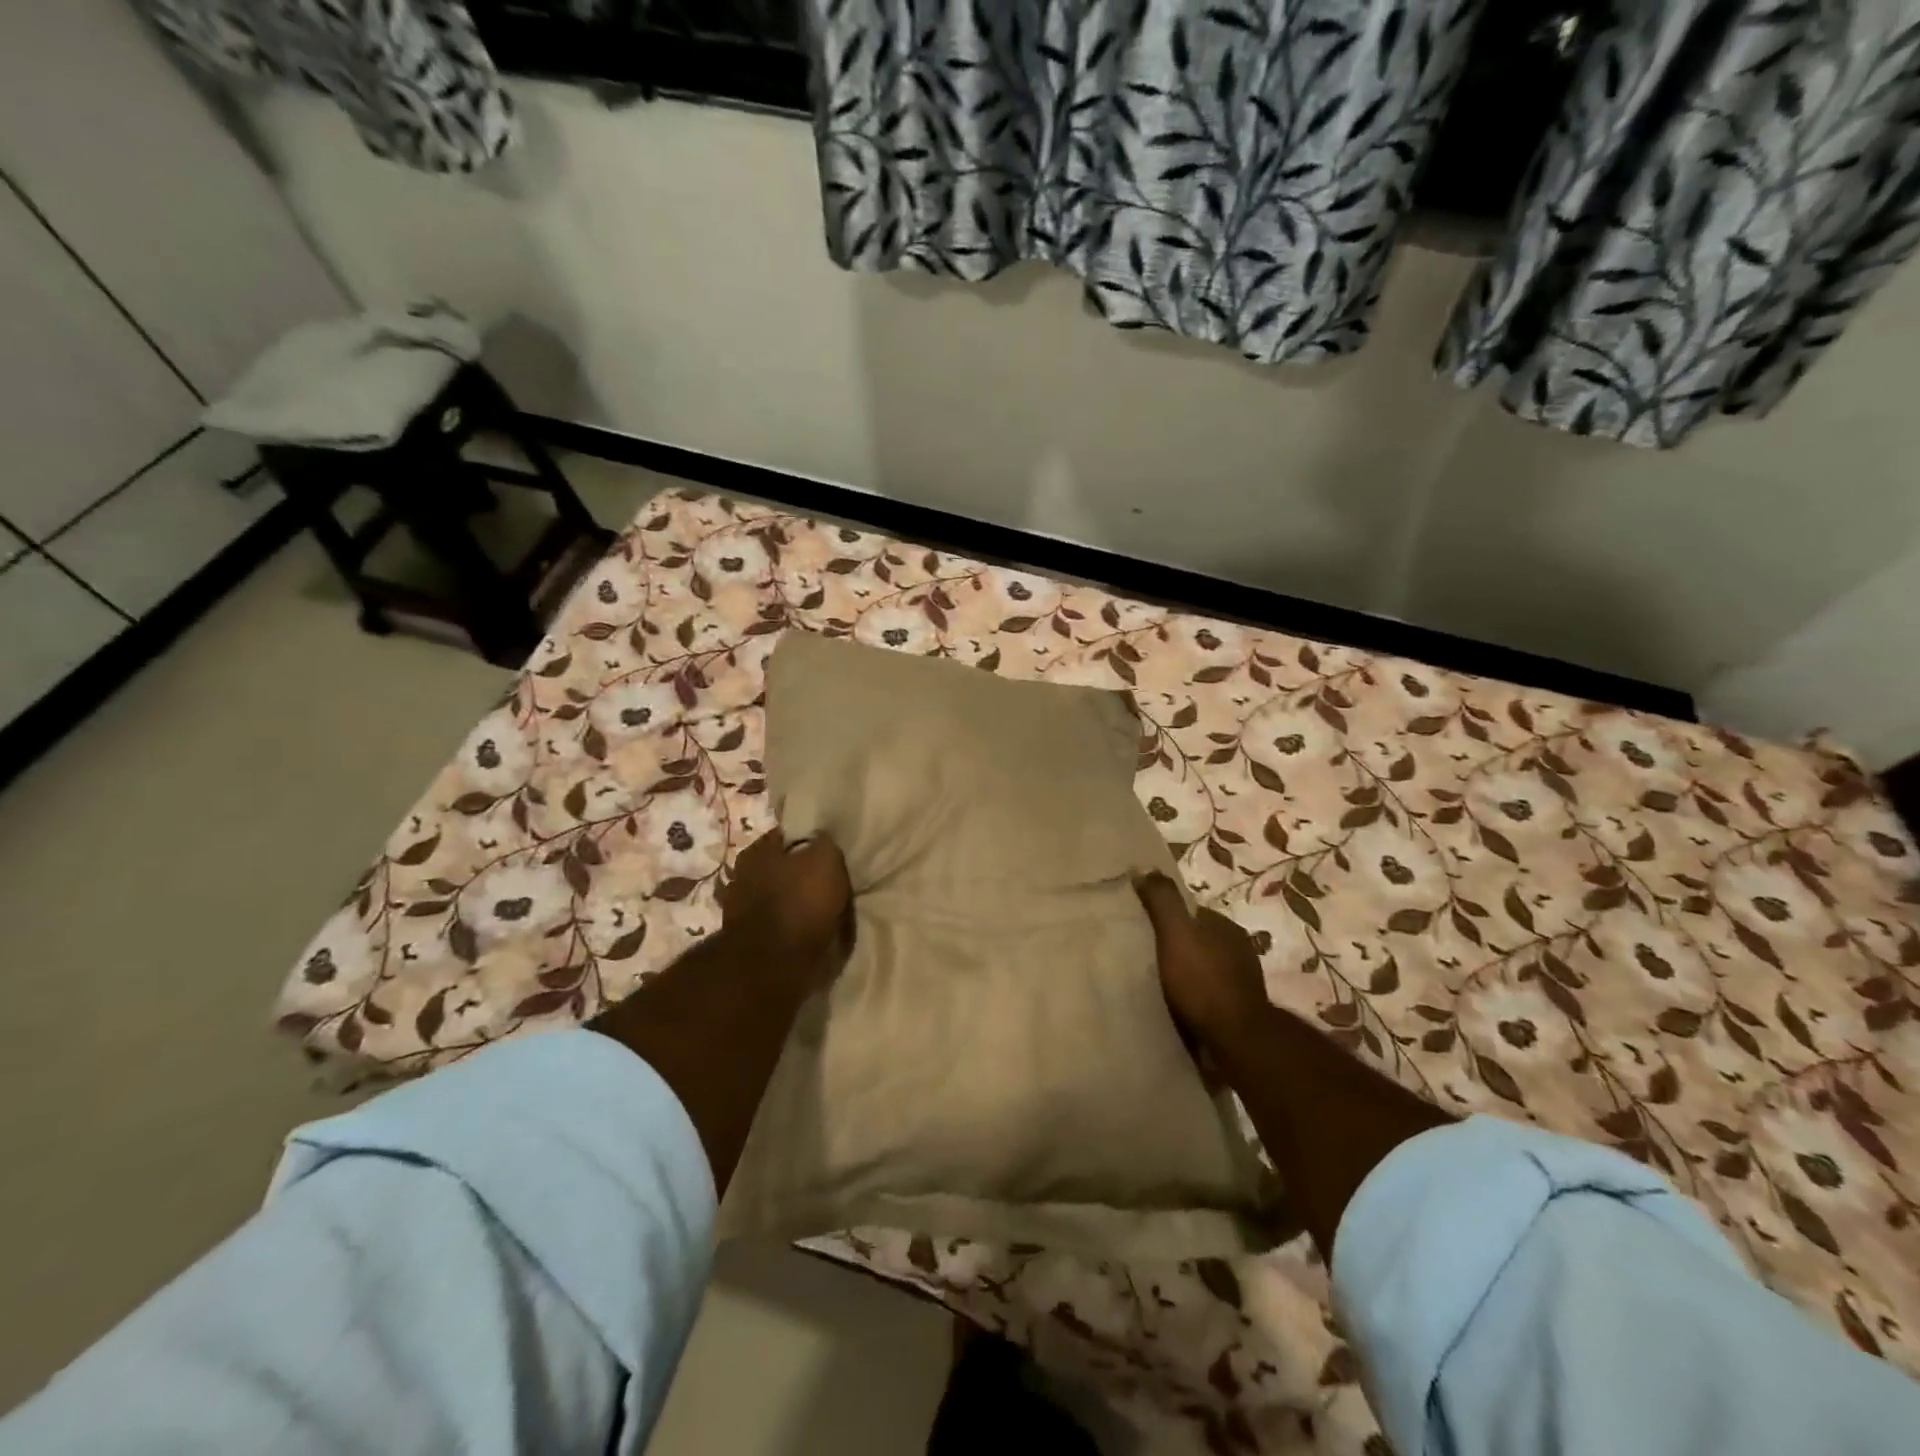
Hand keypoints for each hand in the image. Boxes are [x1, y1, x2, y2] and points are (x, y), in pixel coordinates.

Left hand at [720, 828, 852, 994]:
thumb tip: (823, 840)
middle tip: (829, 881)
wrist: (776, 965)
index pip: (785, 836)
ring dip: (797, 904)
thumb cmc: (800, 902)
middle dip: (800, 874)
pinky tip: (813, 932)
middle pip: (779, 868)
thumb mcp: (825, 859)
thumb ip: (824, 843)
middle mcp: (742, 877)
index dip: (808, 841)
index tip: (829, 850)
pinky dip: (793, 929)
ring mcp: (742, 912)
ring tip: (825, 910)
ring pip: (779, 898)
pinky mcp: (750, 942)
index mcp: (756, 851)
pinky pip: (779, 927)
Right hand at [1134, 872, 1270, 1057]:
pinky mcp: (1238, 1011)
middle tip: (1144, 956)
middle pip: (1198, 940)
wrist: (1237, 1041)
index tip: (1142, 926)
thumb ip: (1162, 900)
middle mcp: (1239, 949)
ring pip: (1204, 968)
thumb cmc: (1203, 981)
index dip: (1167, 916)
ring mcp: (1242, 982)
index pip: (1191, 912)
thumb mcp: (1176, 933)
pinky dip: (1193, 997)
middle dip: (1176, 946)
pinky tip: (1176, 1005)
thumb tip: (1143, 867)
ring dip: (1185, 974)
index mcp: (1226, 926)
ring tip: (1156, 983)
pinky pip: (1208, 995)